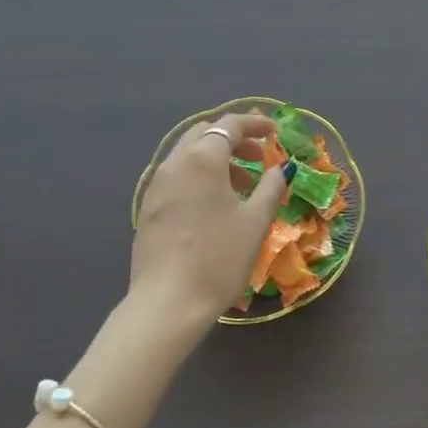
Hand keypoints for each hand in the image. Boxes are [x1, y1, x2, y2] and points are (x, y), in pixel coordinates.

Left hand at [131, 112, 291, 324]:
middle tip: (259, 157)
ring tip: (241, 185)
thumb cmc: (218, 258)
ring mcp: (156, 185)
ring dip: (216, 158)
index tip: (274, 133)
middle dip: (233, 139)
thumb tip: (280, 168)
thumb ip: (271, 187)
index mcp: (202, 159)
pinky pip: (176, 176)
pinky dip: (198, 176)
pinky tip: (213, 205)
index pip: (229, 125)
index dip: (255, 124)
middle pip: (204, 134)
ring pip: (188, 155)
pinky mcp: (147, 208)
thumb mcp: (255, 222)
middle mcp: (175, 163)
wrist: (167, 304)